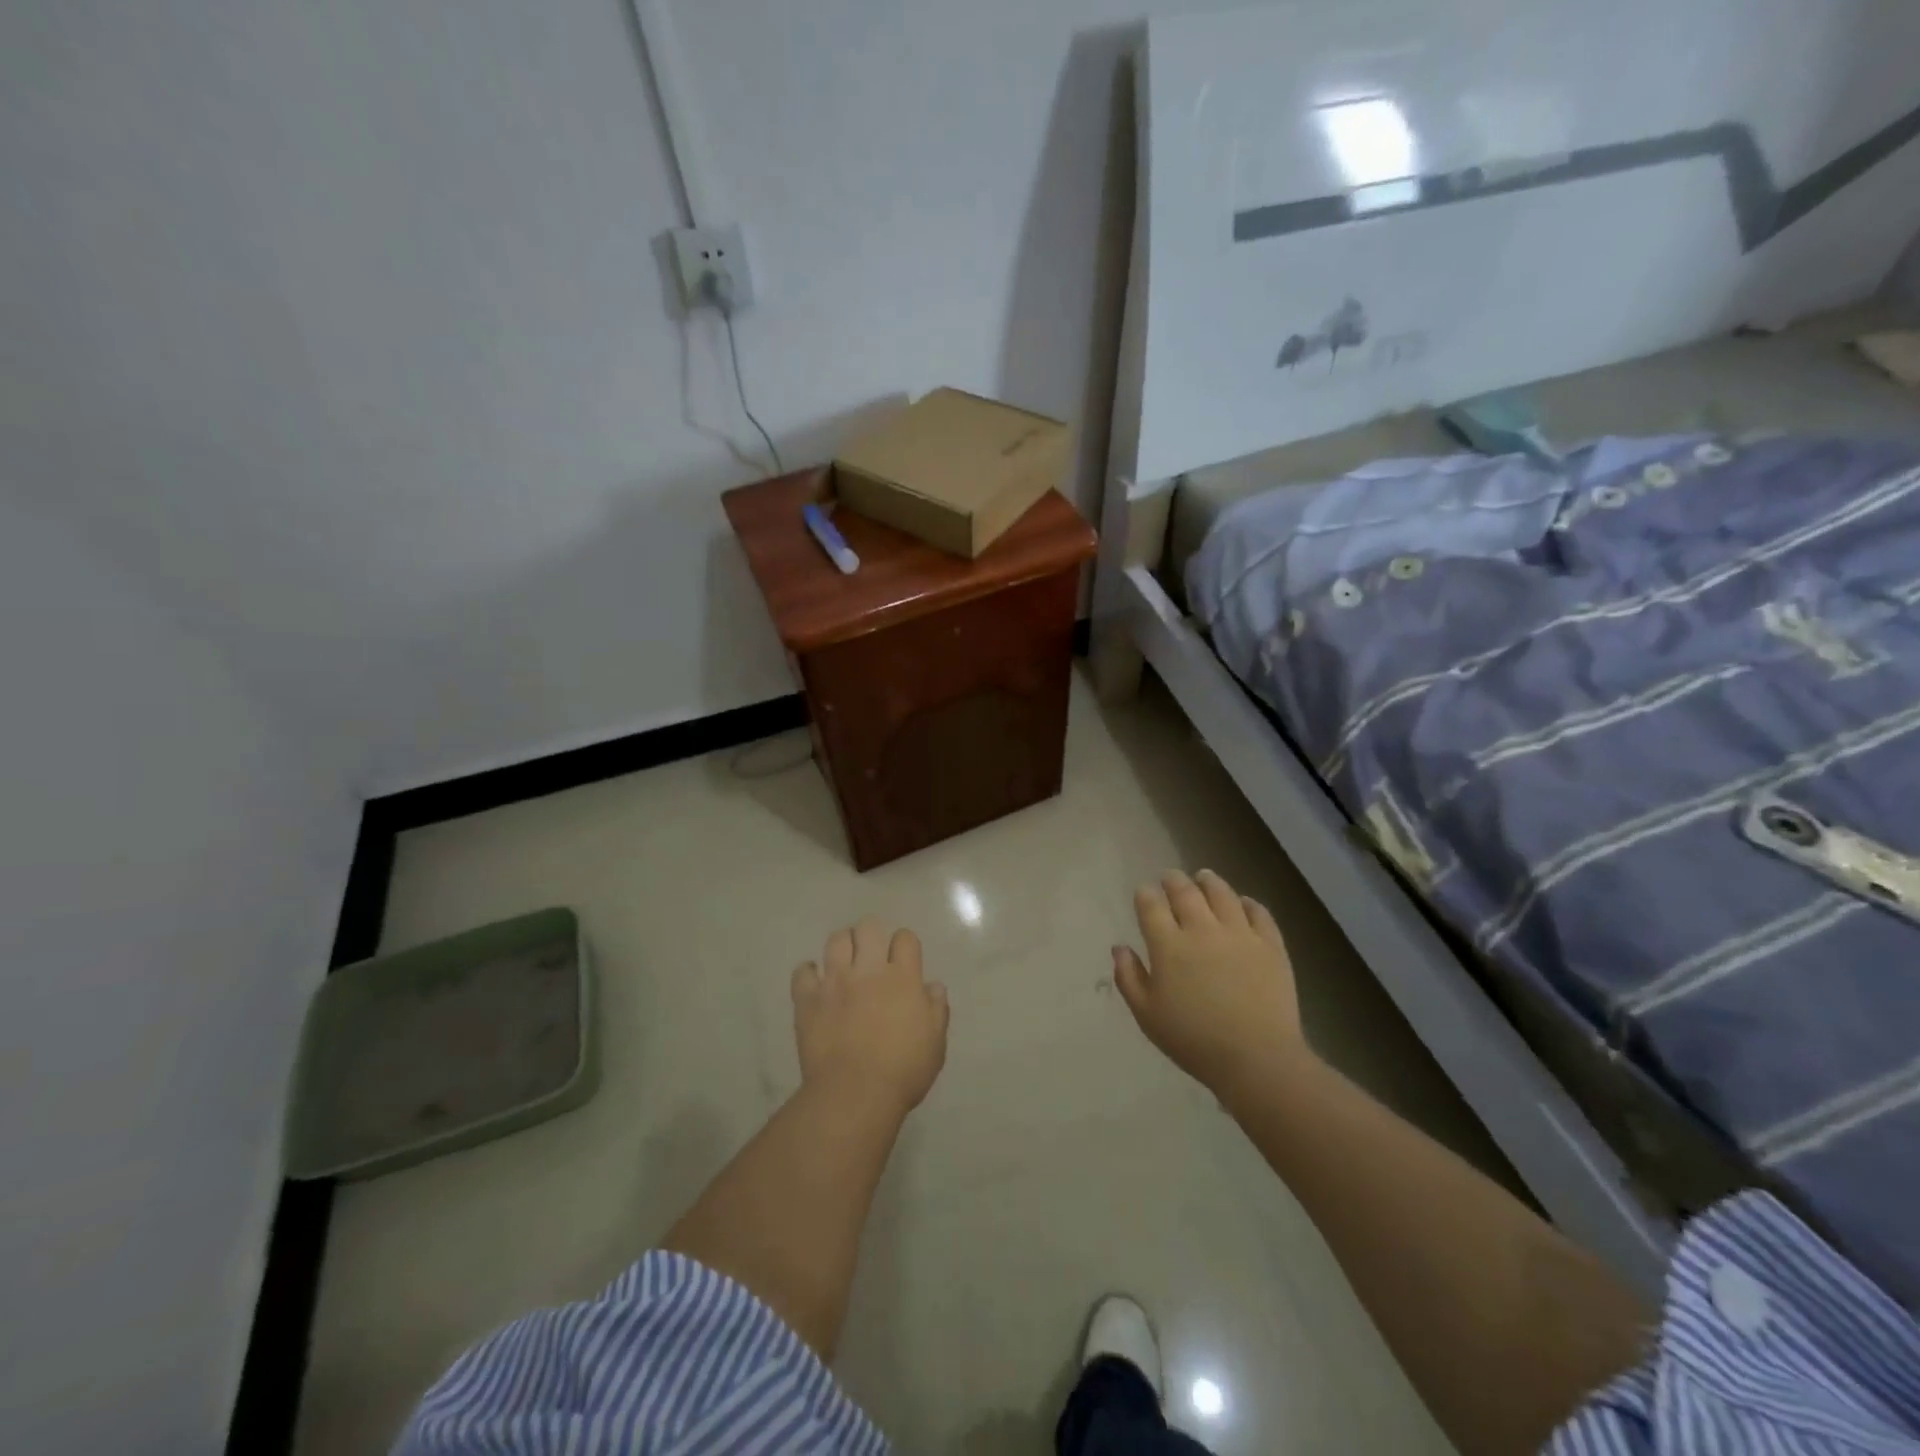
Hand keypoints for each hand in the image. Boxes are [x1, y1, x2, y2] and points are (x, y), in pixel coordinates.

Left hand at [792, 917, 948, 1115]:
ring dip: (843, 946)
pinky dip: (809, 974)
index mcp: (902, 978)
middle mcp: (868, 970)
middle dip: (871, 935)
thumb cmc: (903, 1071)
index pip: (905, 938)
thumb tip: (933, 986)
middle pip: (868, 928)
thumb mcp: (935, 1044)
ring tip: (845, 963)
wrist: (855, 1094)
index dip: (905, 944)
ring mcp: (835, 982)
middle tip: (872, 955)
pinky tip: (816, 984)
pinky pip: (803, 972)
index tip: (904, 959)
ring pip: (836, 940)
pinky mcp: (808, 1000)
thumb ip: (937, 1010)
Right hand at [1113, 869, 1309, 1092]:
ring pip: (1222, 894)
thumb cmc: (1193, 1040)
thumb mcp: (1147, 1015)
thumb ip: (1128, 977)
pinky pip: (1259, 913)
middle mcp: (1202, 929)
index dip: (1145, 894)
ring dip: (1209, 881)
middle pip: (1185, 892)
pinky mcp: (1270, 945)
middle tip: (1169, 877)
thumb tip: (1119, 947)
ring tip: (1203, 876)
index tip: (1144, 892)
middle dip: (1173, 880)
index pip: (1151, 905)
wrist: (1257, 1058)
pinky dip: (1248, 903)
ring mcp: (1240, 934)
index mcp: (1169, 945)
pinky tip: (1243, 903)